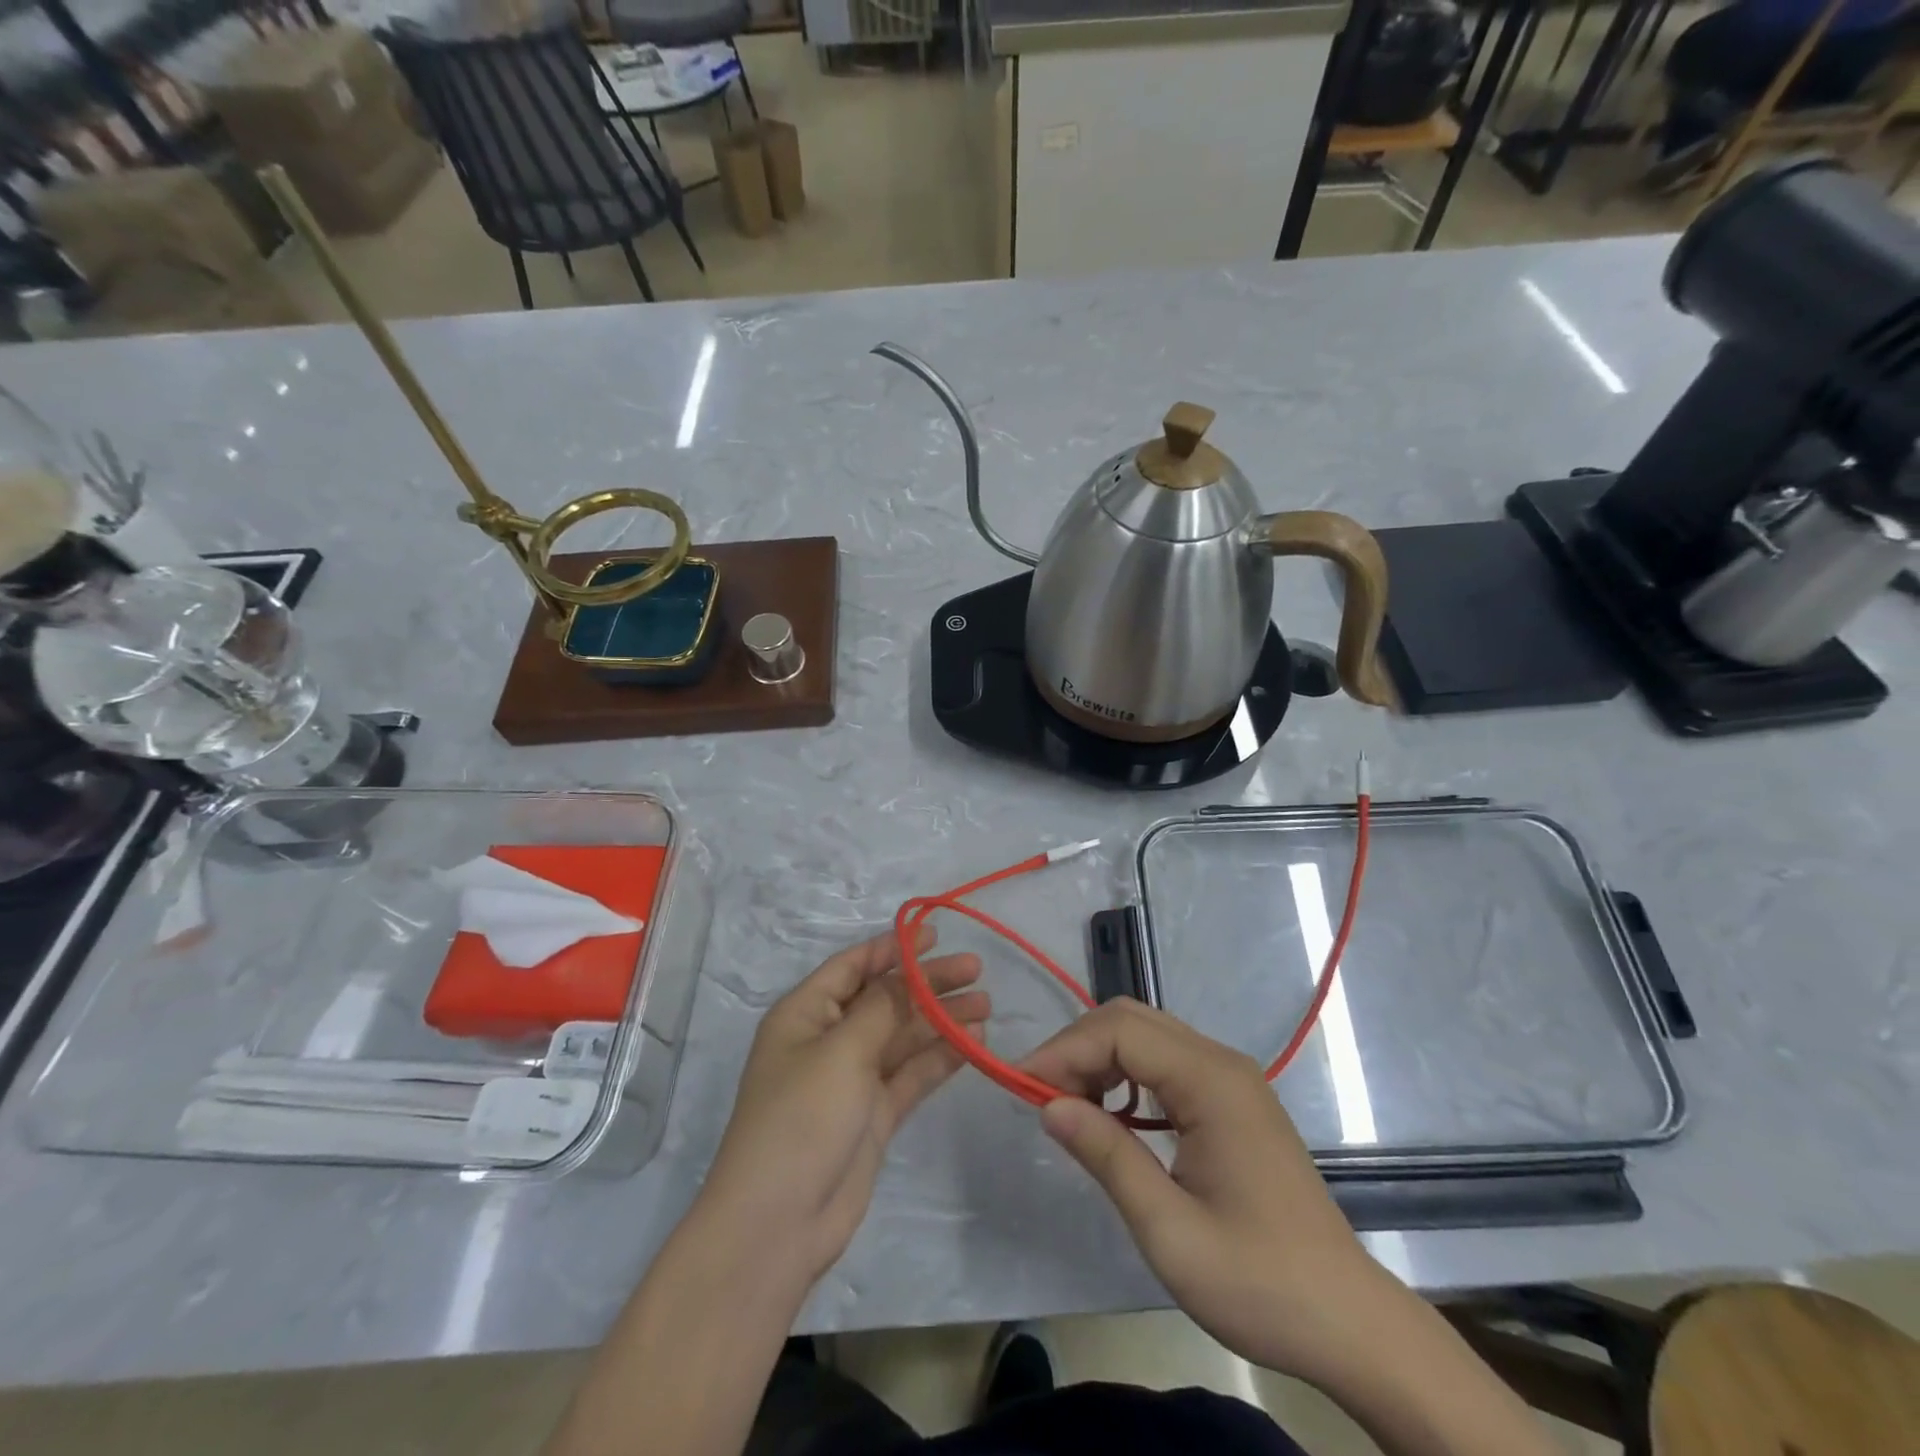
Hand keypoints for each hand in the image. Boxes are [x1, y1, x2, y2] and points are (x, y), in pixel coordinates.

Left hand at [698, 927, 986, 1287]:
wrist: (778, 1224)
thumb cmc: (801, 1118)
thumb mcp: (842, 1051)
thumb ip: (882, 1008)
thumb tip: (908, 972)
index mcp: (806, 1013)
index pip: (853, 966)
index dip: (893, 947)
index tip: (936, 935)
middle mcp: (829, 1039)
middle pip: (885, 998)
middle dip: (928, 982)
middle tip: (976, 970)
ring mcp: (851, 1079)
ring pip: (903, 1036)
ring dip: (941, 1019)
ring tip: (986, 1004)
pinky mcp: (873, 1115)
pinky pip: (911, 1074)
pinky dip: (940, 1057)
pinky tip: (974, 1042)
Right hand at [1022, 999, 1399, 1384]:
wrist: (1349, 1322)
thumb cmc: (1259, 1282)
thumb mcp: (1169, 1230)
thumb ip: (1107, 1156)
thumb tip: (1048, 1105)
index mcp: (1211, 1081)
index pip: (1120, 1032)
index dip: (1065, 1050)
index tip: (1022, 1086)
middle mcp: (1221, 1062)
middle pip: (1131, 1020)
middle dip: (1078, 1048)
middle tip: (1042, 1096)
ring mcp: (1230, 1078)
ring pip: (1146, 1035)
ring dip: (1099, 1058)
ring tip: (1068, 1106)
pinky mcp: (1232, 1099)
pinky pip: (1165, 1062)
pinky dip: (1126, 1074)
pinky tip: (1112, 1115)